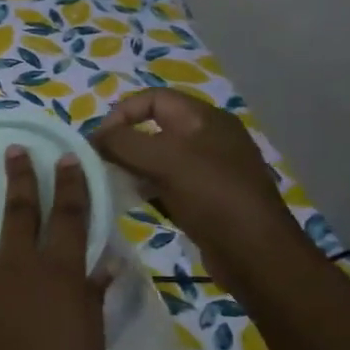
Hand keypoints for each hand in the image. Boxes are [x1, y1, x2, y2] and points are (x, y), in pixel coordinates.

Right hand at [90, 88, 309, 293]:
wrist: (254, 252)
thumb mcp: (164, 160)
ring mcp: (208, 168)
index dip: (121, 113)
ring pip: (158, 157)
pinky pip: (166, 182)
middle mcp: (208, 138)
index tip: (98, 141)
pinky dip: (145, 187)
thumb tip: (95, 138)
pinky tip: (132, 202)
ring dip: (131, 166)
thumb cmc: (211, 196)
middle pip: (154, 127)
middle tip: (100, 164)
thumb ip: (123, 143)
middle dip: (123, 142)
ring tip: (111, 183)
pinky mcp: (205, 196)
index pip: (153, 98)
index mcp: (205, 119)